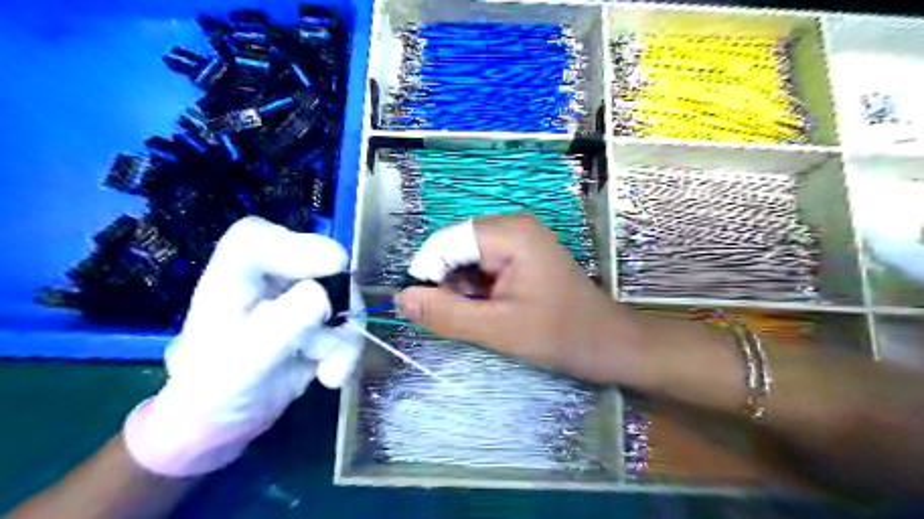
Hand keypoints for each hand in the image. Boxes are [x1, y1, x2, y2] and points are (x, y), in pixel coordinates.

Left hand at [121, 215, 365, 478]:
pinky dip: (348, 350)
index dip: (295, 244)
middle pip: (318, 260)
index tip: (332, 266)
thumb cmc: (217, 390)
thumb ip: (281, 328)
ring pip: (344, 293)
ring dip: (344, 335)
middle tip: (337, 329)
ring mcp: (299, 294)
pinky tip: (331, 375)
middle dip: (336, 299)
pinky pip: (350, 321)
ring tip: (328, 370)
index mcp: (232, 277)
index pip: (255, 238)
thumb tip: (322, 296)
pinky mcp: (321, 316)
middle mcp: (269, 277)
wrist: (229, 419)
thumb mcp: (245, 364)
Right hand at [397, 210, 648, 384]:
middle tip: (462, 318)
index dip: (428, 275)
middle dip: (447, 283)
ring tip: (482, 316)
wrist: (608, 343)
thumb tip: (401, 299)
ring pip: (465, 257)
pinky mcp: (521, 253)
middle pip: (454, 247)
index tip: (429, 311)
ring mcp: (518, 238)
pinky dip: (476, 288)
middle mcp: (511, 225)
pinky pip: (482, 264)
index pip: (444, 242)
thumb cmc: (560, 335)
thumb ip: (446, 313)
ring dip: (461, 288)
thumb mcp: (497, 329)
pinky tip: (491, 309)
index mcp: (509, 232)